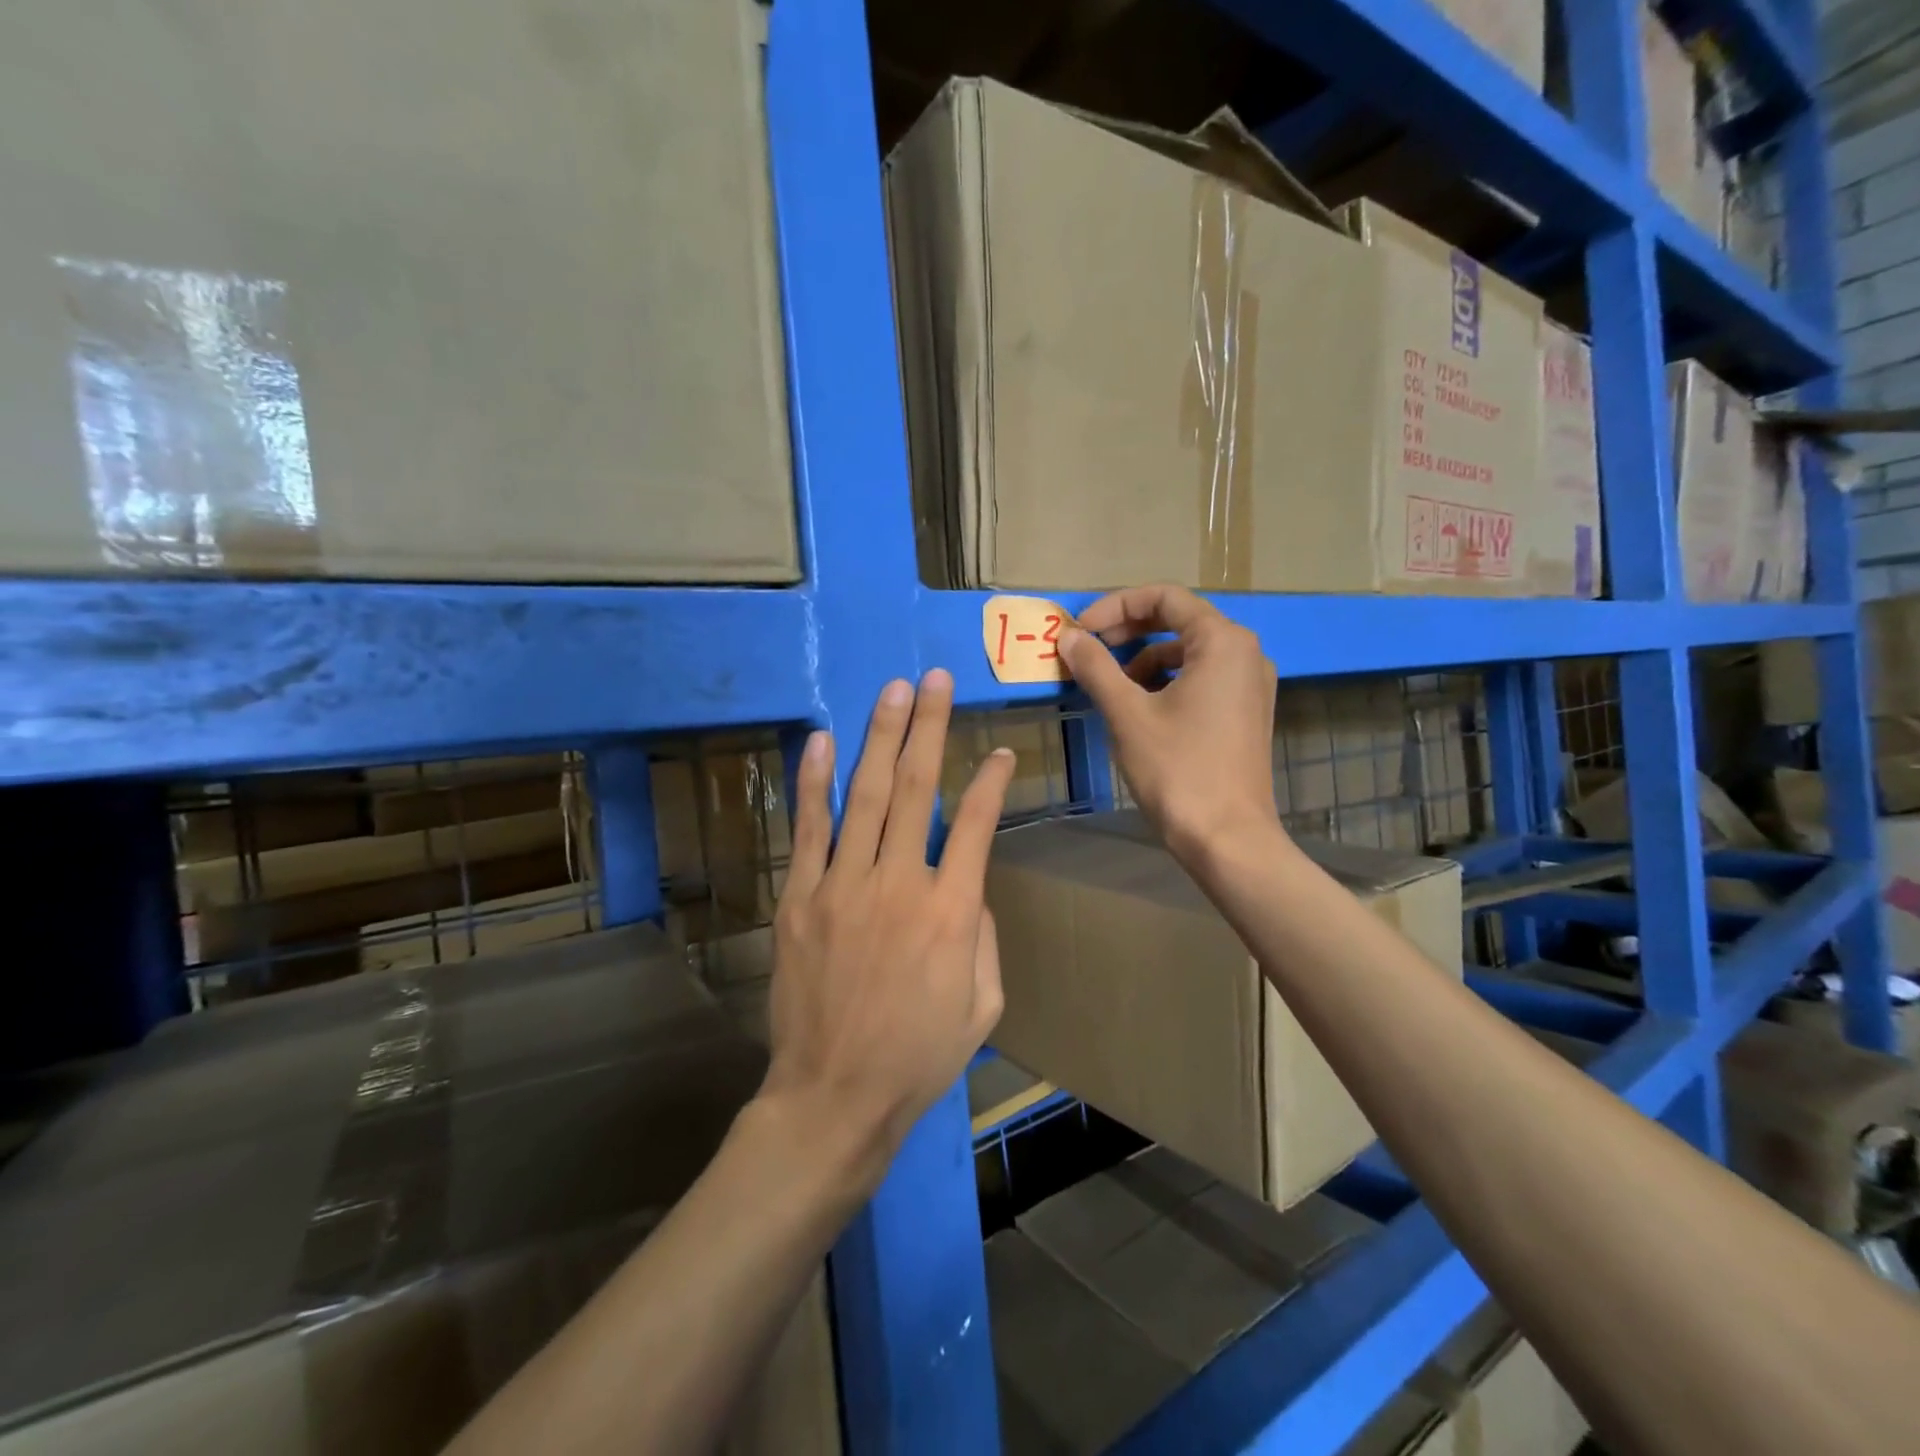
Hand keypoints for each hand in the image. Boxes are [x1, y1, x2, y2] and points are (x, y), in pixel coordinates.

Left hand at [763, 670, 1014, 1184]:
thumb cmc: (919, 1056)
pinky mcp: (801, 898)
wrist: (834, 1095)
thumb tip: (968, 884)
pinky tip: (821, 741)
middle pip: (917, 788)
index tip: (1000, 750)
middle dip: (929, 726)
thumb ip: (983, 934)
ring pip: (866, 795)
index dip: (991, 781)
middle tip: (935, 679)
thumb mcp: (983, 1004)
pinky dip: (814, 782)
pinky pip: (810, 829)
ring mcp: (843, 886)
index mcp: (951, 911)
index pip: (975, 824)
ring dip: (881, 737)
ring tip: (893, 691)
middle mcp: (899, 883)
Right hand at [1059, 584, 1279, 863]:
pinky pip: (1201, 679)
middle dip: (1128, 630)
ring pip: (1188, 653)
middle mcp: (1245, 654)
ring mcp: (1250, 685)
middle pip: (1179, 620)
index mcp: (1223, 642)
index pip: (1165, 598)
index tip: (1080, 631)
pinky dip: (1165, 682)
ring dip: (1143, 659)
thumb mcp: (1128, 714)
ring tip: (1107, 685)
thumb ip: (1096, 667)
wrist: (1227, 838)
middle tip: (1088, 650)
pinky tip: (1137, 708)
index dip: (1116, 606)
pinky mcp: (1245, 713)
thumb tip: (1068, 637)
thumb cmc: (1178, 769)